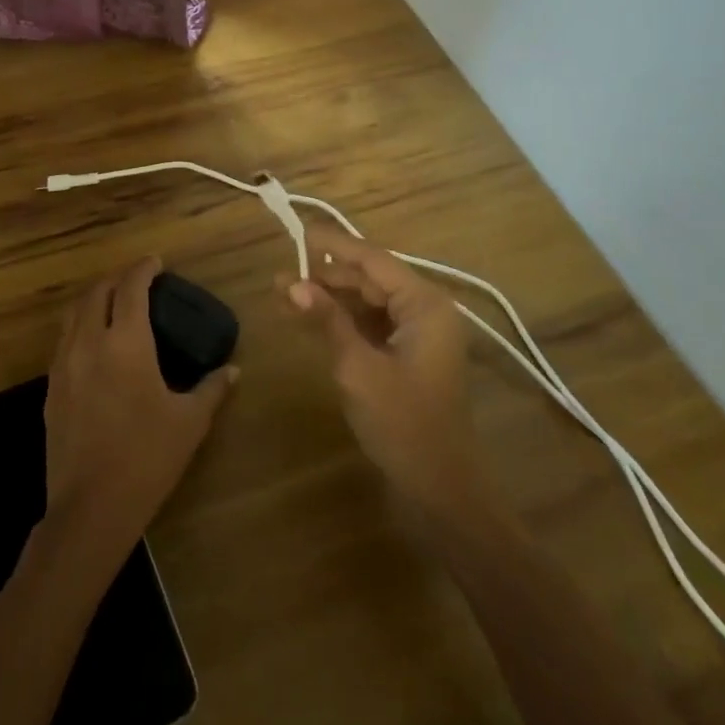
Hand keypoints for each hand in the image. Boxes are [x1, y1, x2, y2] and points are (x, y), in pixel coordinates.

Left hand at [44, 257, 236, 552]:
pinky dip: (80, 326)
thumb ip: (212, 389)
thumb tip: (233, 370)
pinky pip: (64, 340)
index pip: (131, 288)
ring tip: (113, 303)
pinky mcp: (51, 389)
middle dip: (116, 279)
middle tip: (137, 280)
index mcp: (126, 343)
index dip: (143, 269)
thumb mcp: (189, 423)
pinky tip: (94, 344)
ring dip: (94, 299)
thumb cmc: (146, 458)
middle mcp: (90, 342)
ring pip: (74, 313)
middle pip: (97, 292)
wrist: (90, 508)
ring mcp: (64, 365)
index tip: (156, 262)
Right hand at [286, 225, 484, 518]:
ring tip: (285, 295)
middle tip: (282, 276)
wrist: (442, 491)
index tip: (298, 233)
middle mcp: (426, 310)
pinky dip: (342, 321)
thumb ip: (327, 319)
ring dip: (330, 299)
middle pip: (370, 279)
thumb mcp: (358, 367)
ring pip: (368, 302)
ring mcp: (419, 334)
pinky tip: (309, 319)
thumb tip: (291, 282)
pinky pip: (372, 324)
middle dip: (326, 277)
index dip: (333, 246)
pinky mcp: (409, 355)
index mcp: (425, 304)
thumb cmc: (404, 424)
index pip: (373, 260)